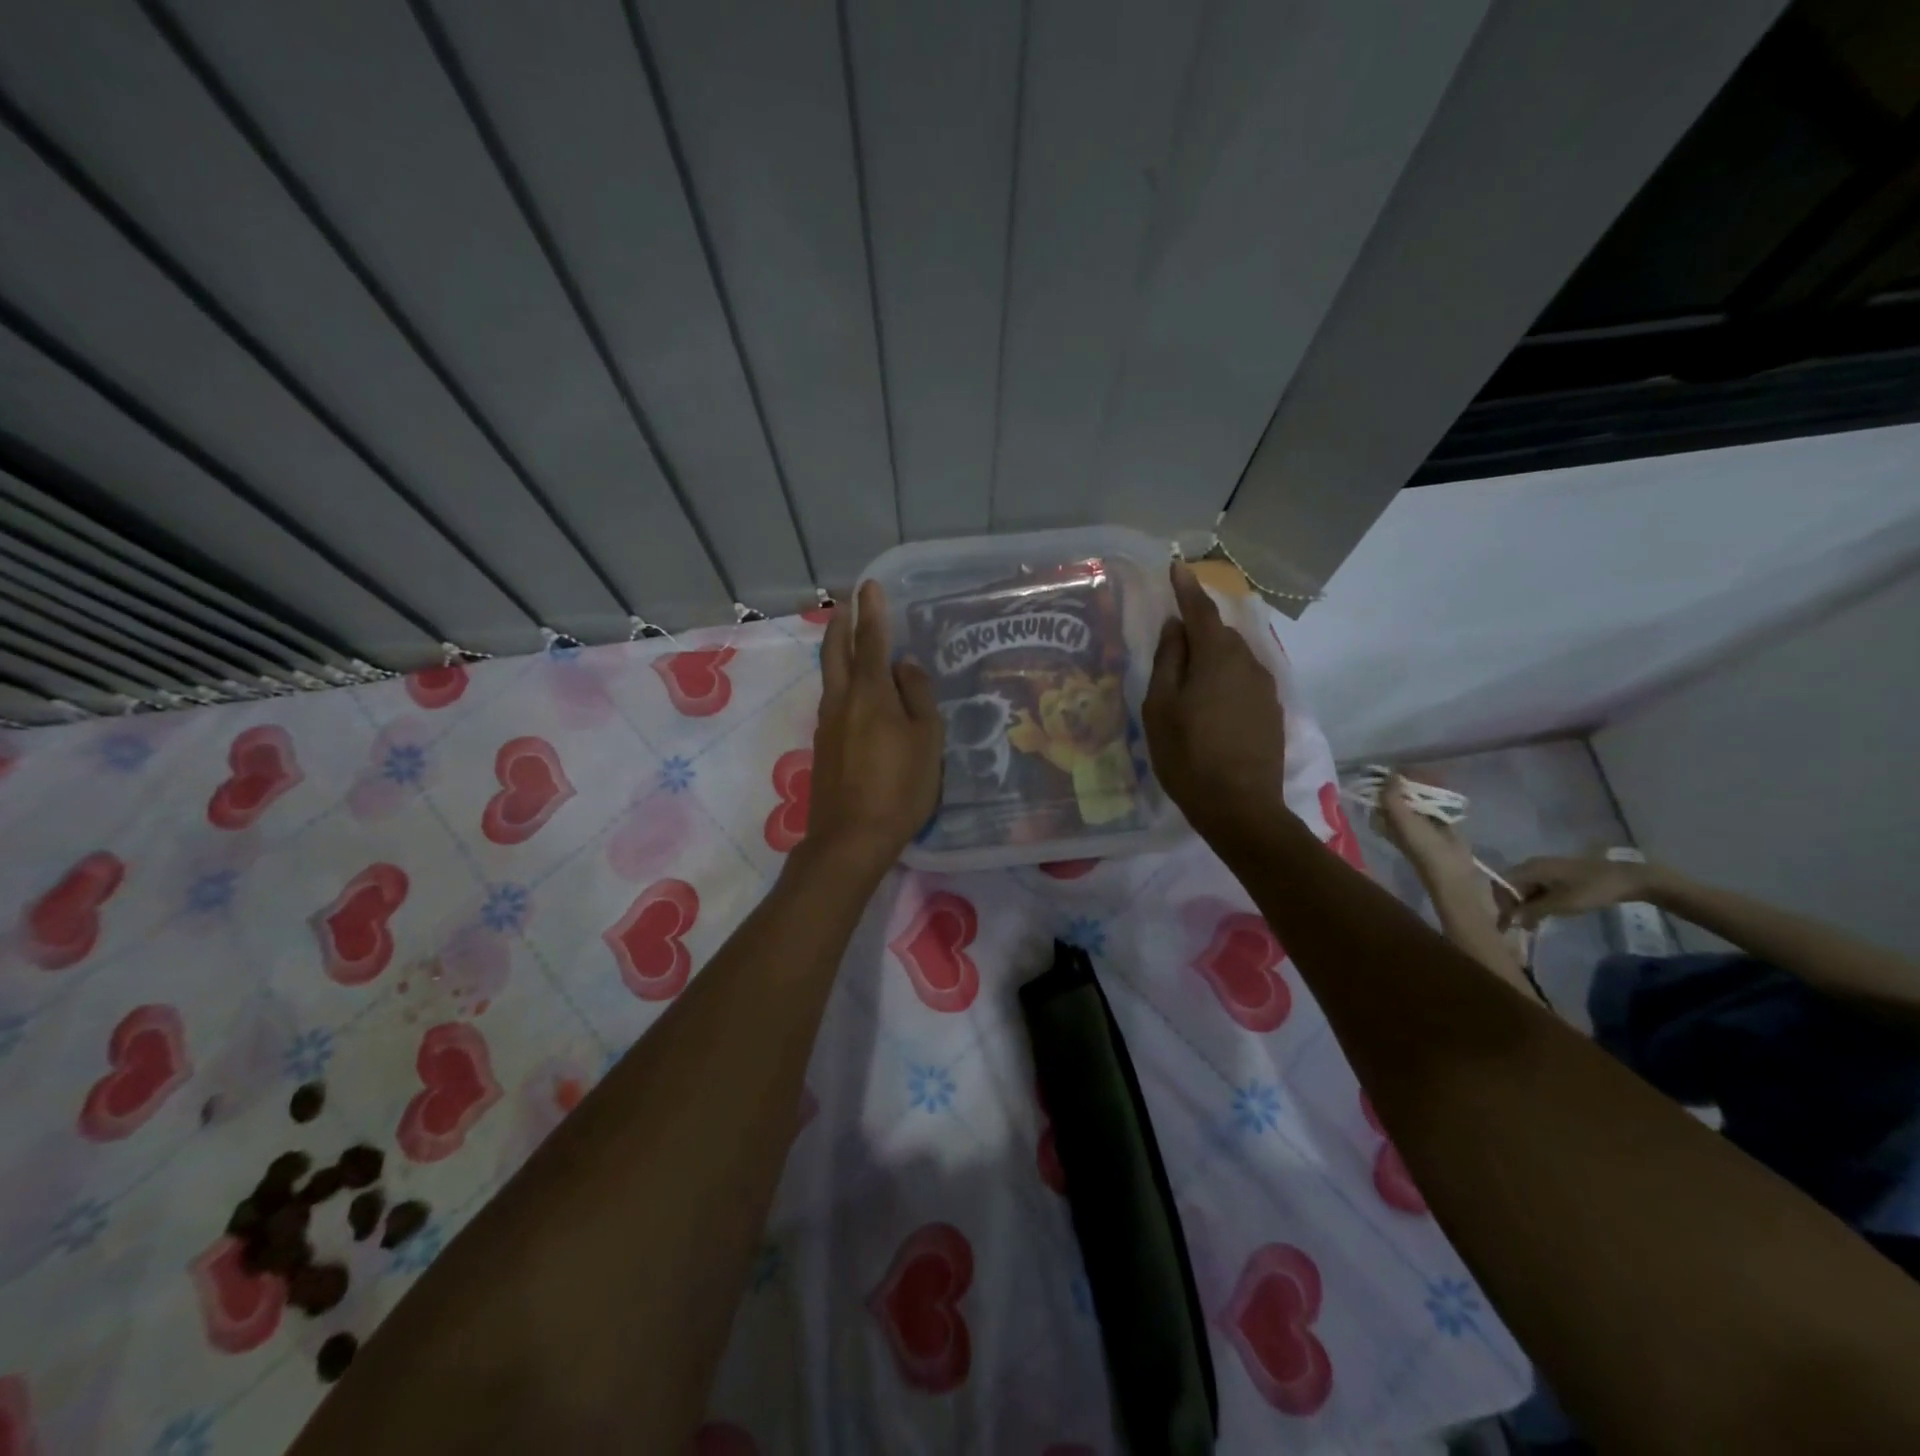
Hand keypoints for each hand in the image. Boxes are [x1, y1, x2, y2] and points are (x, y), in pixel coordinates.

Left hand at [806, 581, 943, 871]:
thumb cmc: (899, 788)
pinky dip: (841, 681)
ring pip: (830, 676)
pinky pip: (833, 700)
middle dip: (841, 623)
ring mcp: (826, 724)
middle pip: (835, 652)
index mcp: (869, 694)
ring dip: (838, 651)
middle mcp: (841, 701)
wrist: (850, 838)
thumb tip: (905, 665)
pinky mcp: (822, 746)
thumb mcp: (925, 741)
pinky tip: (856, 693)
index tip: (869, 586)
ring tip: (851, 640)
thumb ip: (917, 697)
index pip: (870, 641)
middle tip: (847, 603)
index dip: (871, 611)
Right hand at [1143, 561, 1285, 840]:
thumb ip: (1168, 661)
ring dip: (1211, 659)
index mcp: (1217, 656)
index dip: (1186, 588)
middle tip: (1170, 643)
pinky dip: (1224, 680)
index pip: (1200, 610)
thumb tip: (1175, 628)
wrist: (1240, 807)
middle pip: (1218, 634)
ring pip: (1233, 658)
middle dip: (1196, 630)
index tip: (1176, 567)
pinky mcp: (1271, 711)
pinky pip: (1243, 681)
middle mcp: (1248, 662)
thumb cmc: (1188, 755)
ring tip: (1187, 681)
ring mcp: (1265, 687)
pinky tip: (1209, 705)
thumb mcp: (1161, 707)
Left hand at [1375, 773, 1476, 886]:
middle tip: (1426, 772)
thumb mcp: (1403, 820)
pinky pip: (1437, 804)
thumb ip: (1392, 797)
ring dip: (1428, 786)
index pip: (1381, 794)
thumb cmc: (1424, 846)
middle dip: (1412, 781)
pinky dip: (1441, 795)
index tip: (1403, 769)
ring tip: (1439, 779)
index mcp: (1384, 820)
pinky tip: (1448, 788)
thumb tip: (1390, 774)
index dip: (1389, 780)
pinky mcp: (1440, 824)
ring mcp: (1420, 822)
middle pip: (1401, 793)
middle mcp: (1398, 820)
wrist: (1456, 872)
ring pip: (1420, 797)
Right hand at [1501, 854, 1664, 929]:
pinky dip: (1536, 902)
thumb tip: (1511, 920)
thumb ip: (1532, 911)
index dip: (1501, 903)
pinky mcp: (1558, 875)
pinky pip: (1538, 888)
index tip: (1509, 922)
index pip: (1501, 883)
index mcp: (1530, 868)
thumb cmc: (1591, 890)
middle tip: (1519, 927)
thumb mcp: (1560, 904)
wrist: (1629, 879)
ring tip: (1532, 925)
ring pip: (1524, 888)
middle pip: (1510, 885)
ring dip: (1525, 906)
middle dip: (1511, 906)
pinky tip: (1545, 915)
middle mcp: (1533, 865)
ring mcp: (1546, 869)